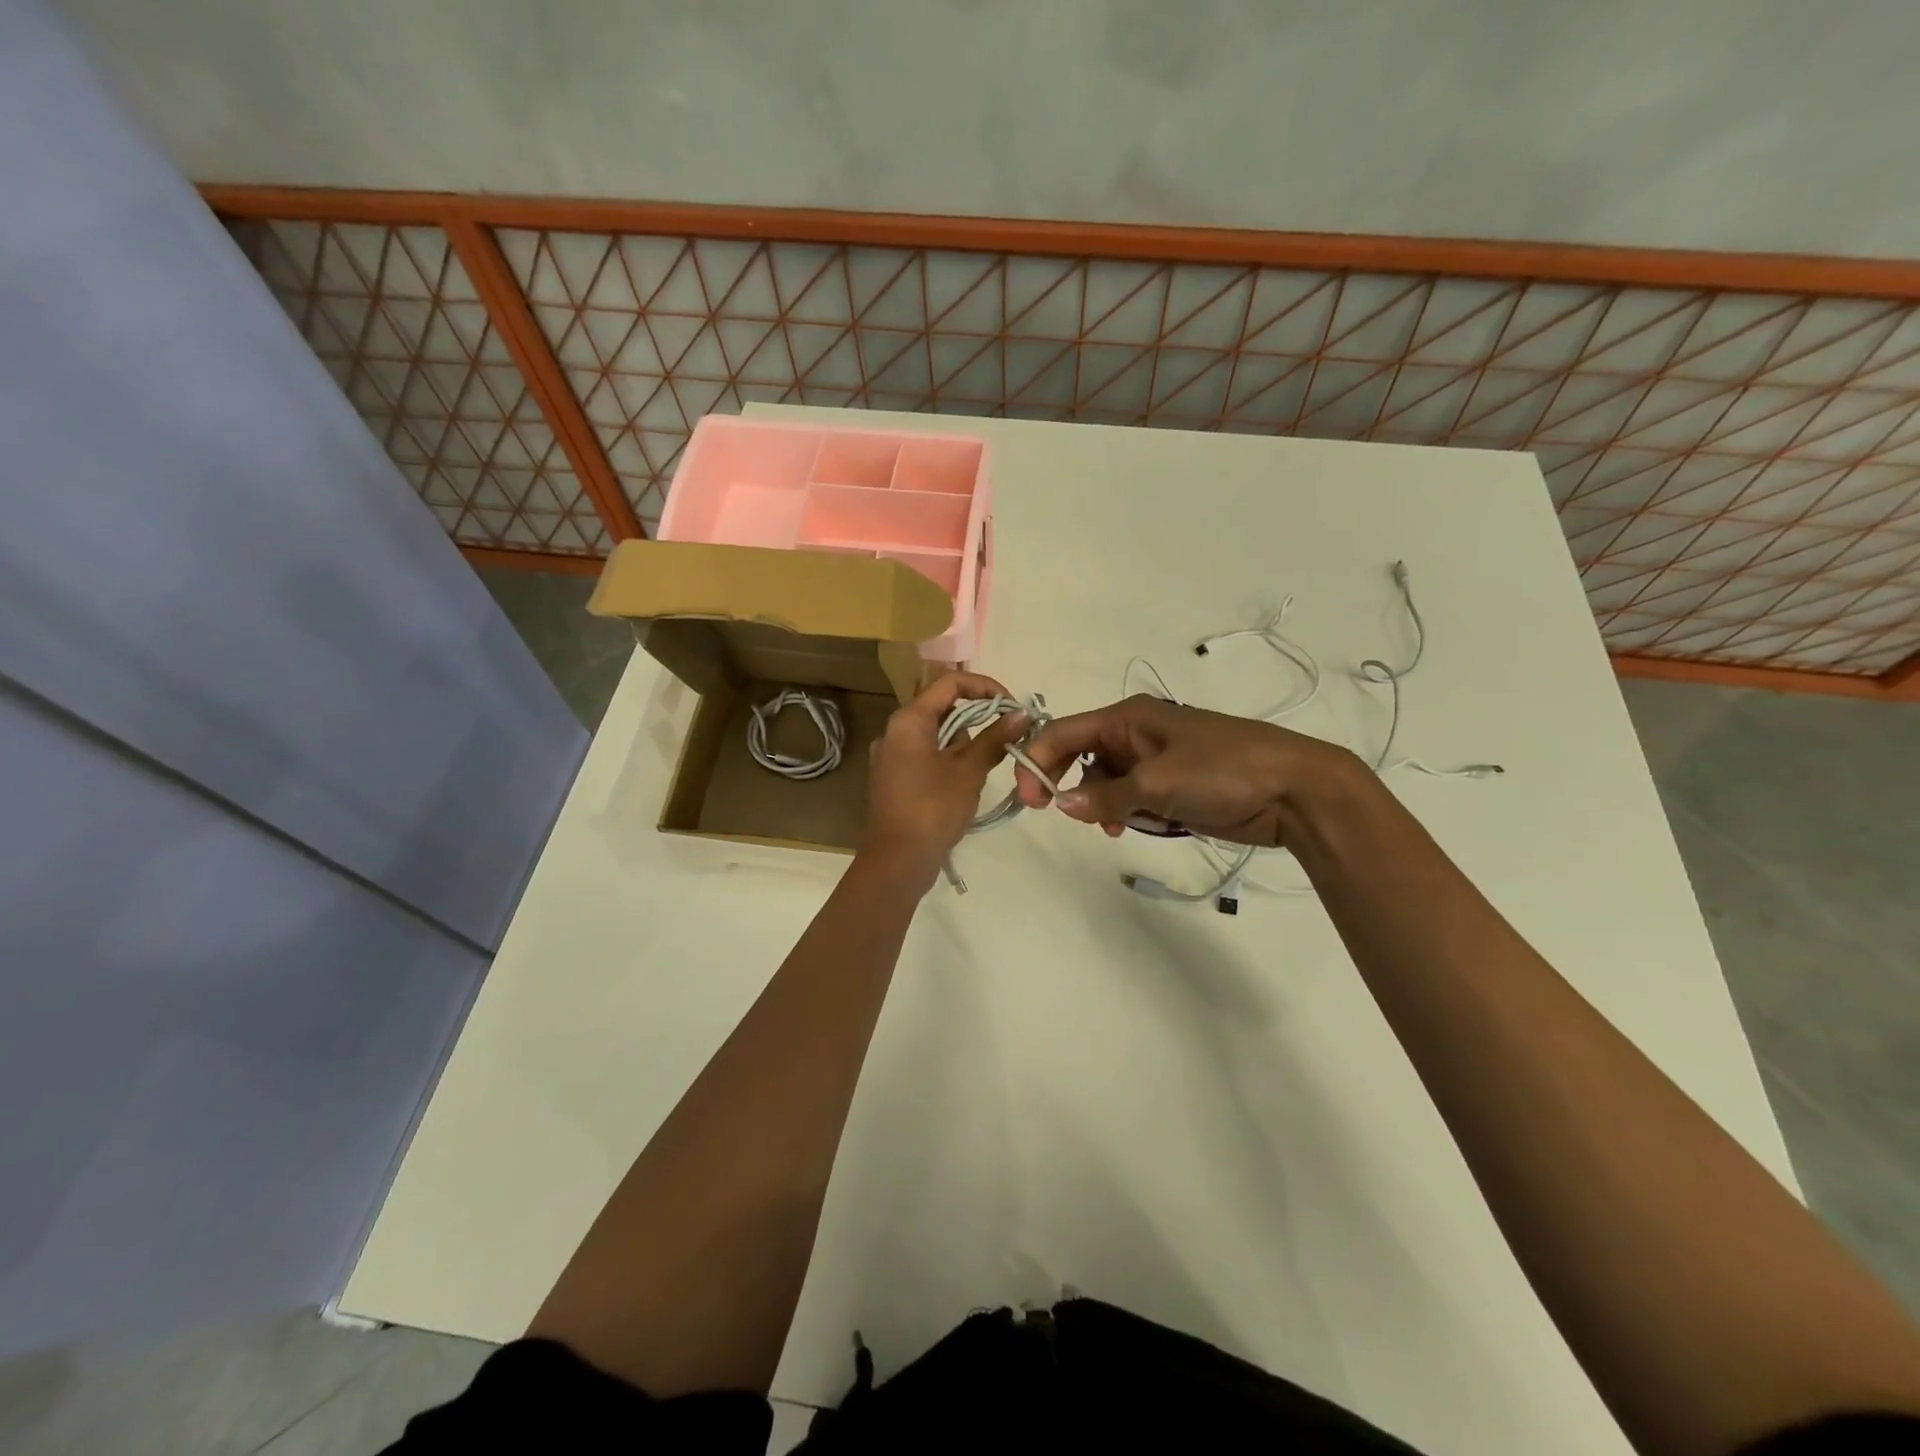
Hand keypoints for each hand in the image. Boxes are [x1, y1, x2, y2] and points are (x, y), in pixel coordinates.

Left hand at [862, 672, 1030, 882]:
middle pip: (943, 707)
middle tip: (1006, 738)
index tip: (1012, 707)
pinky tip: (966, 781)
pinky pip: (926, 754)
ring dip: (965, 742)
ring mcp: (891, 755)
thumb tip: (1021, 714)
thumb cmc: (933, 809)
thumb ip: (995, 738)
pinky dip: (949, 758)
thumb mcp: (969, 772)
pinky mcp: (894, 777)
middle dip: (978, 719)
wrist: (897, 860)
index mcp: (909, 720)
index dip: (985, 687)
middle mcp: (895, 730)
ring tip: (984, 767)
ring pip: (936, 733)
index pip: (950, 682)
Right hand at [1012, 694, 1354, 846]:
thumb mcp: (1157, 784)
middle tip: (1057, 813)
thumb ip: (1104, 796)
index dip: (1038, 760)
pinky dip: (1125, 812)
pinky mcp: (1172, 786)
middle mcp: (1136, 734)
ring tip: (1115, 827)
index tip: (1028, 799)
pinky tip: (1133, 828)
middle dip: (1068, 784)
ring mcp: (1155, 761)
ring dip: (1100, 804)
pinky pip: (1130, 797)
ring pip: (1104, 781)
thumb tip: (1060, 804)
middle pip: (1081, 756)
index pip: (1064, 732)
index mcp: (1128, 717)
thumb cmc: (1222, 772)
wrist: (1294, 790)